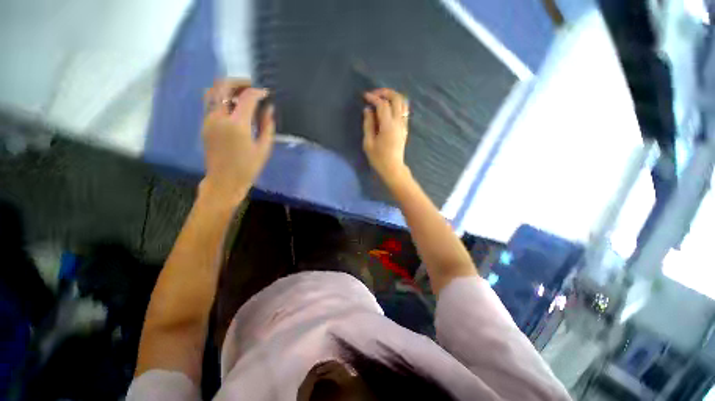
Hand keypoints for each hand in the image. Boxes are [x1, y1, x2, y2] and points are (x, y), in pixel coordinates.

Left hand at [200, 79, 274, 204]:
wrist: (224, 181)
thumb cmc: (248, 168)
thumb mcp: (264, 148)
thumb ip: (267, 126)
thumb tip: (269, 109)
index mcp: (237, 125)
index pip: (247, 97)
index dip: (258, 92)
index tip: (267, 94)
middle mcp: (219, 117)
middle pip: (223, 85)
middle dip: (239, 82)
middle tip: (252, 88)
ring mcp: (208, 120)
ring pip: (213, 91)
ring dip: (228, 88)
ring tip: (242, 96)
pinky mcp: (204, 124)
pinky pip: (211, 103)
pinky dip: (222, 98)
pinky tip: (234, 109)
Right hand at [362, 88, 409, 184]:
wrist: (393, 168)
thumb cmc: (378, 158)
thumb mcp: (368, 143)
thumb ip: (368, 124)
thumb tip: (368, 110)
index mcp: (388, 126)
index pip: (383, 105)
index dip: (373, 98)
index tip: (365, 96)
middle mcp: (399, 122)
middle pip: (397, 98)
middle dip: (385, 92)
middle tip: (374, 94)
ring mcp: (404, 125)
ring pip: (403, 103)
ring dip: (392, 97)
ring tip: (381, 99)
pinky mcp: (405, 128)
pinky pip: (404, 110)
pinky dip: (396, 105)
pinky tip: (388, 109)